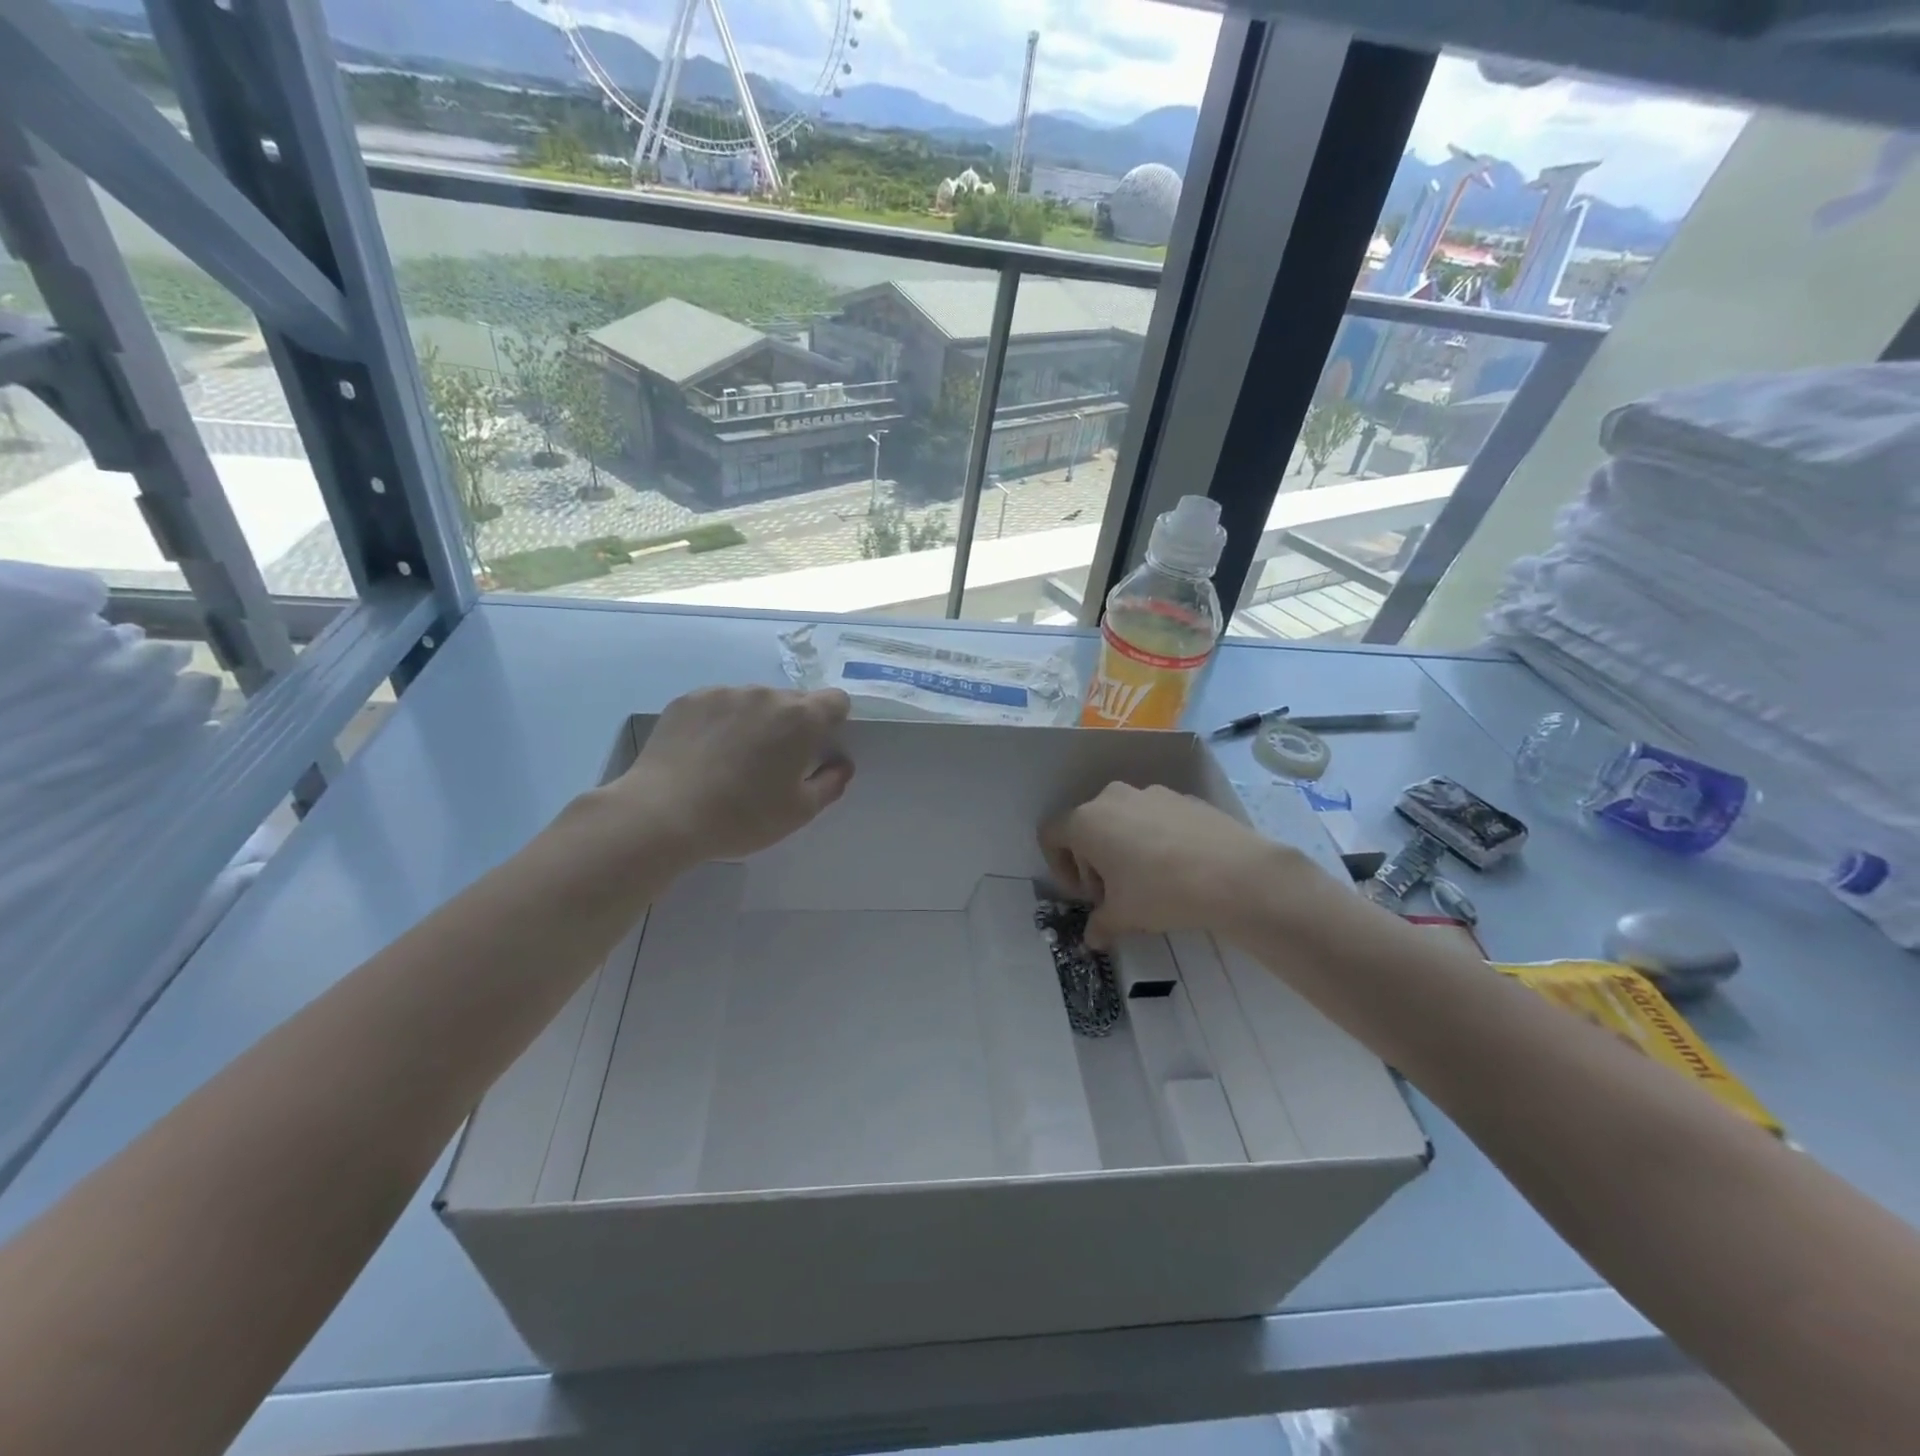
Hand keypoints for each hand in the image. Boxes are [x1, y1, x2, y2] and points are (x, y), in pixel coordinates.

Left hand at [612, 685, 853, 861]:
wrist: (662, 814)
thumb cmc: (742, 816)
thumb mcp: (799, 812)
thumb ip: (830, 784)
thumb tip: (840, 765)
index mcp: (800, 718)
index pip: (835, 700)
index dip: (832, 721)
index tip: (816, 748)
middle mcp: (765, 694)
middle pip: (792, 701)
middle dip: (791, 725)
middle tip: (772, 763)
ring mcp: (723, 693)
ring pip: (753, 702)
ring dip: (754, 722)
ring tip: (731, 760)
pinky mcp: (689, 700)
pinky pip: (717, 705)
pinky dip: (719, 723)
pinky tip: (703, 755)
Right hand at [1041, 783, 1310, 946]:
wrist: (1235, 874)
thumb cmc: (1161, 891)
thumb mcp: (1123, 916)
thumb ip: (1100, 924)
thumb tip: (1092, 939)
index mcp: (1086, 821)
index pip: (1051, 836)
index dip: (1060, 867)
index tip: (1086, 895)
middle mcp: (1112, 798)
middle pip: (1087, 827)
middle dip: (1094, 862)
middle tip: (1115, 896)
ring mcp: (1151, 793)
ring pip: (1123, 820)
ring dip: (1124, 849)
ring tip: (1148, 882)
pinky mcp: (1184, 798)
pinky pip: (1155, 818)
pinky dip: (1155, 840)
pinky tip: (1178, 869)